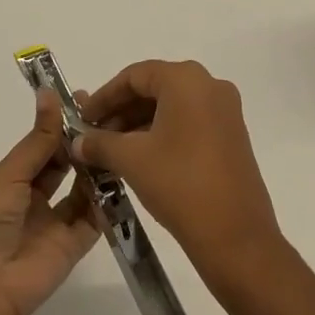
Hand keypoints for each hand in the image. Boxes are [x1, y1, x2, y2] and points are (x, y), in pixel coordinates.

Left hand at [0, 90, 99, 314]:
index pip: (42, 146)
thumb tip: (49, 93)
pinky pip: (95, 219)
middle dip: (82, 142)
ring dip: (96, 166)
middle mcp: (34, 199)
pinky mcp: (73, 247)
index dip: (61, 123)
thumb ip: (38, 140)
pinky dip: (107, 200)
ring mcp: (55, 223)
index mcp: (12, 180)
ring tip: (118, 139)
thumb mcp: (9, 175)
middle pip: (64, 165)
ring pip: (82, 188)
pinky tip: (121, 174)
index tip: (85, 98)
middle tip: (109, 116)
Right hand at [75, 60, 280, 277]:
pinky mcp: (232, 135)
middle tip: (95, 137)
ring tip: (113, 151)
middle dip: (121, 111)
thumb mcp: (132, 160)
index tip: (82, 119)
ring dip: (140, 124)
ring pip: (172, 106)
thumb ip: (100, 144)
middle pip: (154, 87)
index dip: (104, 96)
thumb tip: (78, 142)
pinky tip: (141, 158)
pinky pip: (189, 121)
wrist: (237, 239)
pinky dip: (163, 133)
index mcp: (186, 79)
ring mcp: (225, 110)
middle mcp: (209, 85)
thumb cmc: (180, 185)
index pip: (135, 75)